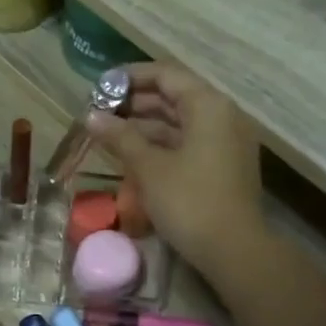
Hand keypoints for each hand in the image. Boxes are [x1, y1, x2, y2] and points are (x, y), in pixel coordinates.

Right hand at [86, 61, 263, 281]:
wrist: (234, 250)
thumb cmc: (189, 202)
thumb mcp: (149, 168)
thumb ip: (120, 137)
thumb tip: (91, 116)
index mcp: (208, 106)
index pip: (166, 75)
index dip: (130, 76)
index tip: (100, 86)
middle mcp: (222, 116)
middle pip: (175, 96)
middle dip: (135, 102)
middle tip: (100, 111)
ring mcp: (226, 141)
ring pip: (180, 121)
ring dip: (145, 124)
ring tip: (110, 132)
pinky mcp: (224, 165)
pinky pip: (189, 142)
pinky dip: (161, 143)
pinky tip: (134, 153)